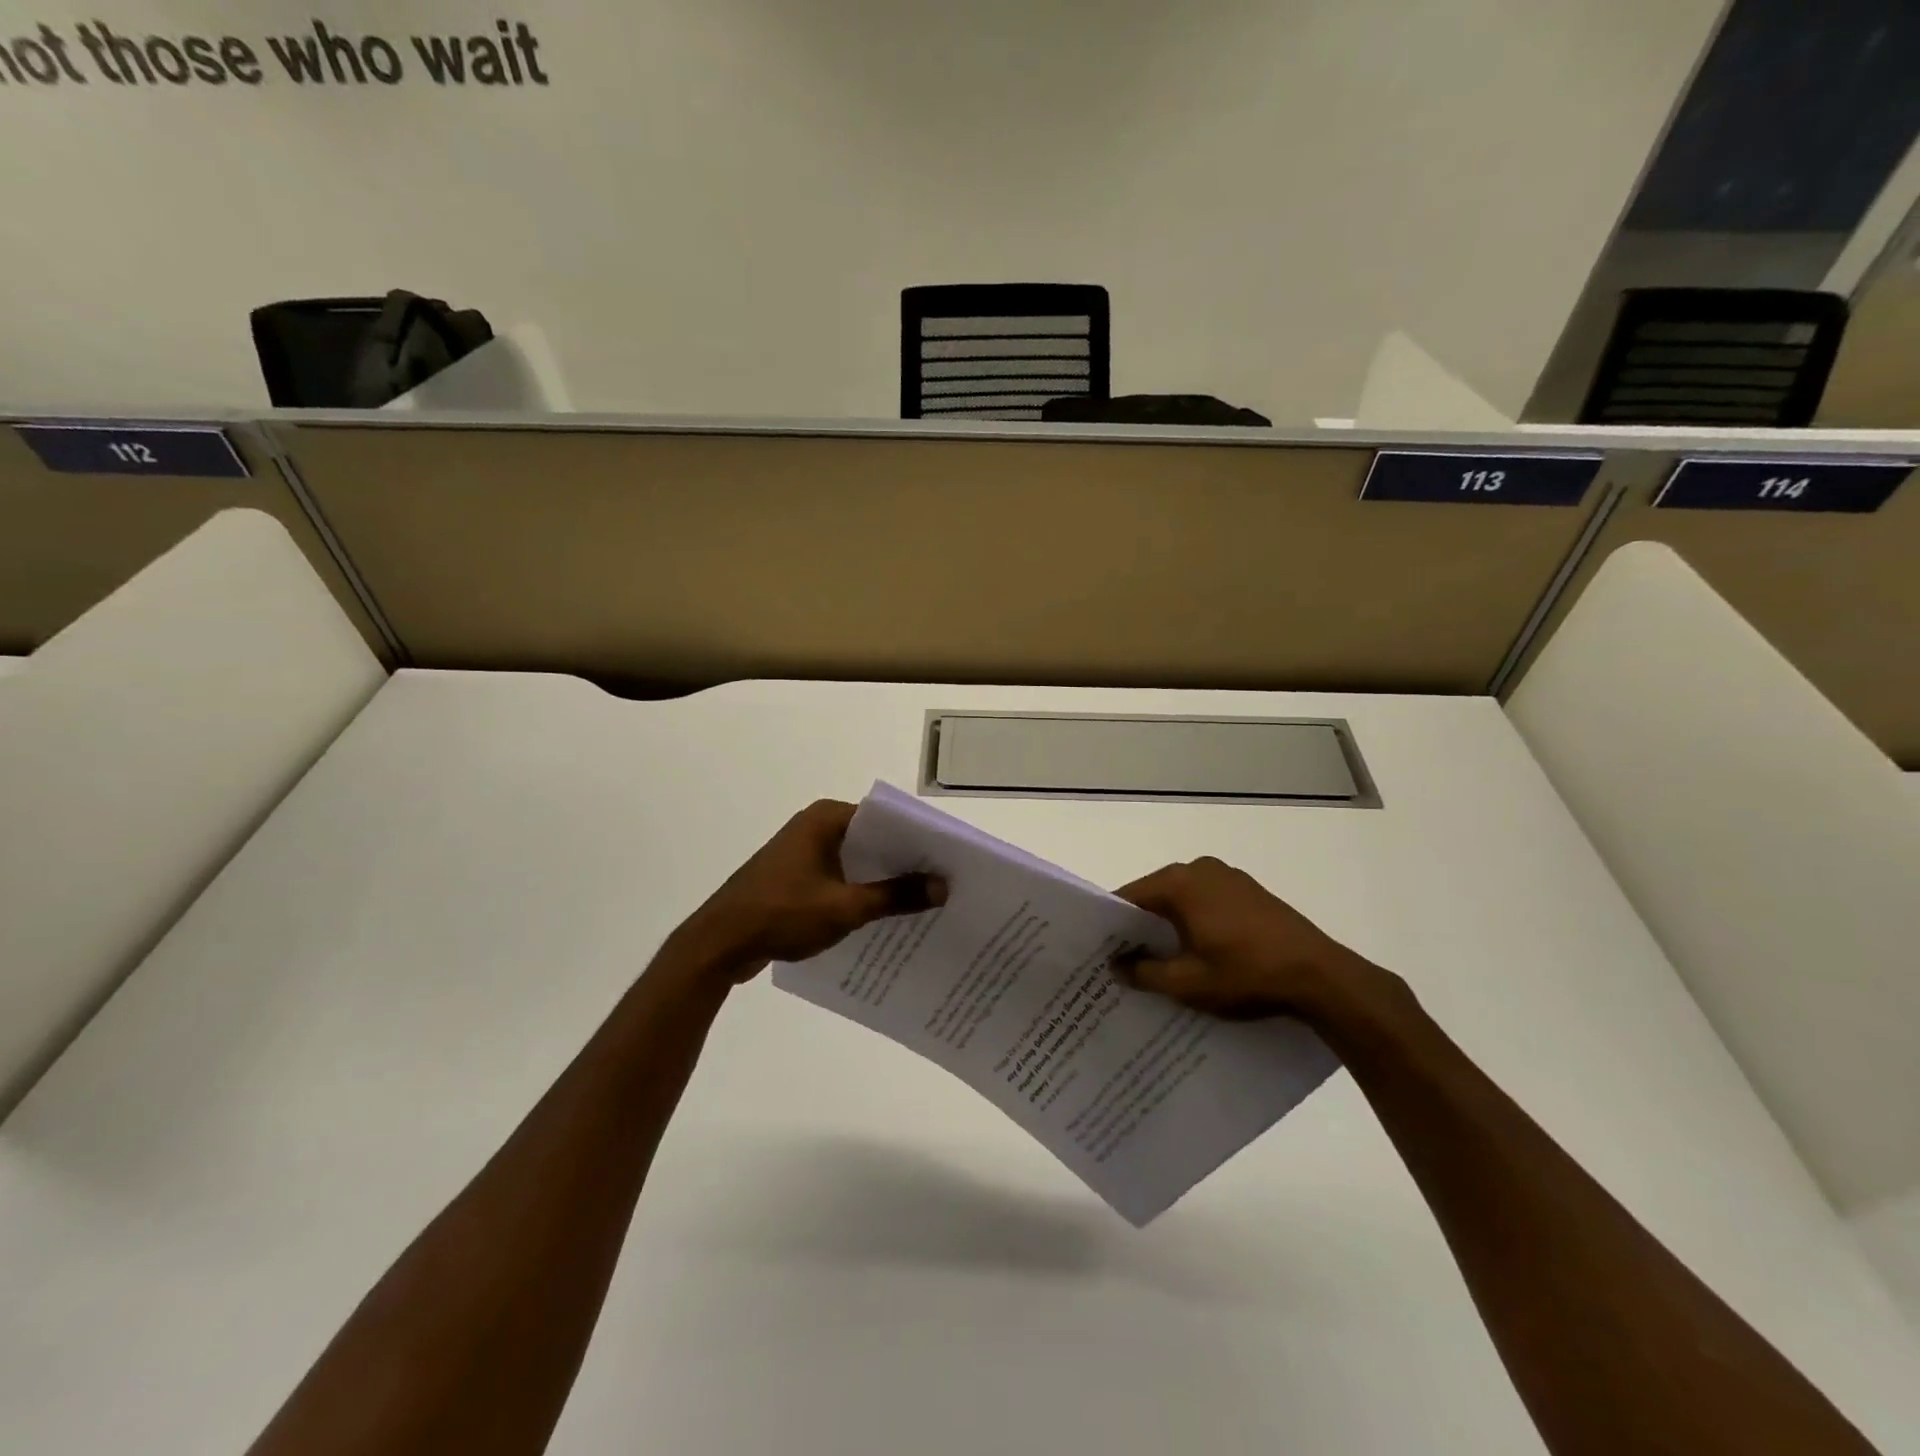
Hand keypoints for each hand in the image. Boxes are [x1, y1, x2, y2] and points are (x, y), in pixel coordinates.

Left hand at [674, 800, 944, 982]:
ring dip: (882, 880)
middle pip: (872, 839)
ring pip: (855, 861)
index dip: (917, 839)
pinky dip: (859, 892)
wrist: (719, 944)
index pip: (885, 819)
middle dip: (904, 861)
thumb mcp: (845, 907)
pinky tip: (884, 917)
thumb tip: (943, 886)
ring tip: (923, 901)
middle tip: (944, 882)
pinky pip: (838, 877)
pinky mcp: (795, 877)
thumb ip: (895, 896)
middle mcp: (815, 826)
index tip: (948, 859)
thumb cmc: (782, 914)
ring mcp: (803, 852)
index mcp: (826, 818)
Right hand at [1112, 856, 1394, 1020]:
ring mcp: (1228, 877)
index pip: (1129, 898)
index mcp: (1179, 882)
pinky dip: (1196, 923)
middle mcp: (1200, 868)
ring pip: (1183, 900)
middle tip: (1125, 962)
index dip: (1112, 926)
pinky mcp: (1250, 891)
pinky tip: (1199, 954)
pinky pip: (1208, 903)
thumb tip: (1115, 966)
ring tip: (1162, 963)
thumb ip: (1143, 972)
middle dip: (1140, 927)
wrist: (1321, 976)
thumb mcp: (1187, 982)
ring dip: (1170, 926)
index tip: (1099, 952)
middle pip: (1155, 896)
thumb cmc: (1245, 974)